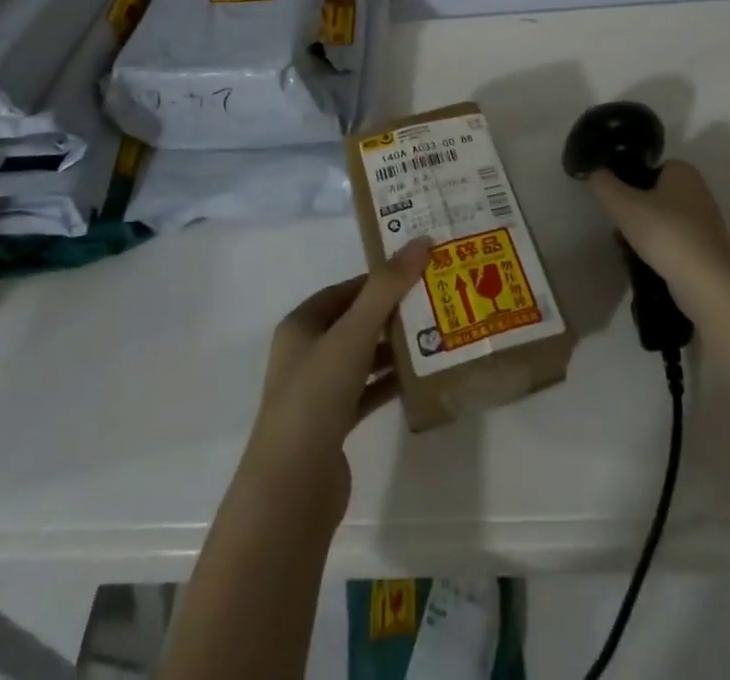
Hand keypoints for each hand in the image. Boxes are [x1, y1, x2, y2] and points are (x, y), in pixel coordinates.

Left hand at [241, 239, 432, 515]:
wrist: (292, 488)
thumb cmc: (316, 396)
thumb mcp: (353, 334)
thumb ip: (387, 288)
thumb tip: (421, 241)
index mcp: (301, 325)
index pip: (345, 290)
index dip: (379, 278)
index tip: (418, 271)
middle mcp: (306, 353)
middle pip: (355, 322)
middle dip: (392, 312)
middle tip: (435, 300)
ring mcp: (318, 391)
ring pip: (363, 357)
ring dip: (394, 347)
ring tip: (437, 335)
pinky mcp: (333, 425)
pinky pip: (367, 392)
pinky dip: (390, 382)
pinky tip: (421, 378)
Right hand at [586, 159, 729, 298]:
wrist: (707, 283)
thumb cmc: (666, 232)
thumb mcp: (623, 204)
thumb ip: (603, 184)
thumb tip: (594, 173)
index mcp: (683, 171)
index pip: (649, 167)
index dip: (628, 179)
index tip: (614, 198)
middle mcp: (698, 192)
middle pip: (655, 194)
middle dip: (635, 208)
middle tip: (617, 222)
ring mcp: (704, 223)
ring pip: (663, 220)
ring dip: (645, 231)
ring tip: (625, 245)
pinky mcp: (706, 251)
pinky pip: (673, 242)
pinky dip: (658, 249)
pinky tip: (643, 262)